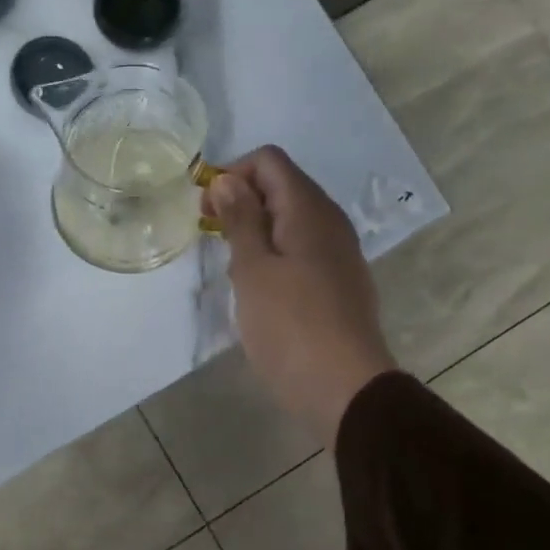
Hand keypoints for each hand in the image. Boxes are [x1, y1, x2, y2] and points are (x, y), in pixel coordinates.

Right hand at [204, 146, 397, 442]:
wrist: (344, 388)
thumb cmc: (290, 326)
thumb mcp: (253, 269)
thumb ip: (240, 219)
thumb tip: (227, 179)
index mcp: (309, 210)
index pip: (269, 161)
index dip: (232, 174)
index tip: (205, 210)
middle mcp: (329, 222)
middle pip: (280, 187)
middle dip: (240, 203)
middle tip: (212, 239)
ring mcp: (337, 254)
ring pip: (289, 221)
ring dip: (255, 233)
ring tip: (233, 270)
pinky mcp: (337, 283)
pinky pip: (300, 251)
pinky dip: (274, 257)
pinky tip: (259, 292)